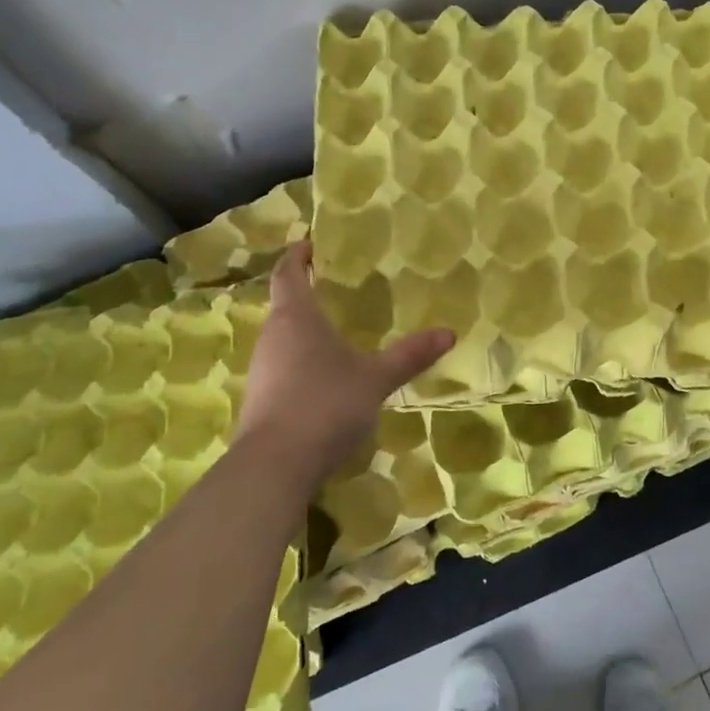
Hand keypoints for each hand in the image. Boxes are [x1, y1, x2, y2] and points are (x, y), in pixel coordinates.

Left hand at [233, 242, 453, 496]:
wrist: (274, 467)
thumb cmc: (326, 404)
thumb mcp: (376, 378)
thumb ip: (410, 355)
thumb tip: (449, 332)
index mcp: (296, 317)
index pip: (288, 273)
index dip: (297, 255)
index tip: (310, 243)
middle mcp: (272, 337)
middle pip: (284, 305)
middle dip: (306, 293)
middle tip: (336, 287)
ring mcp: (262, 370)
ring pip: (283, 338)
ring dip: (304, 330)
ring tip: (336, 331)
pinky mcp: (260, 400)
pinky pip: (282, 367)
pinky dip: (301, 362)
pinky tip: (325, 378)